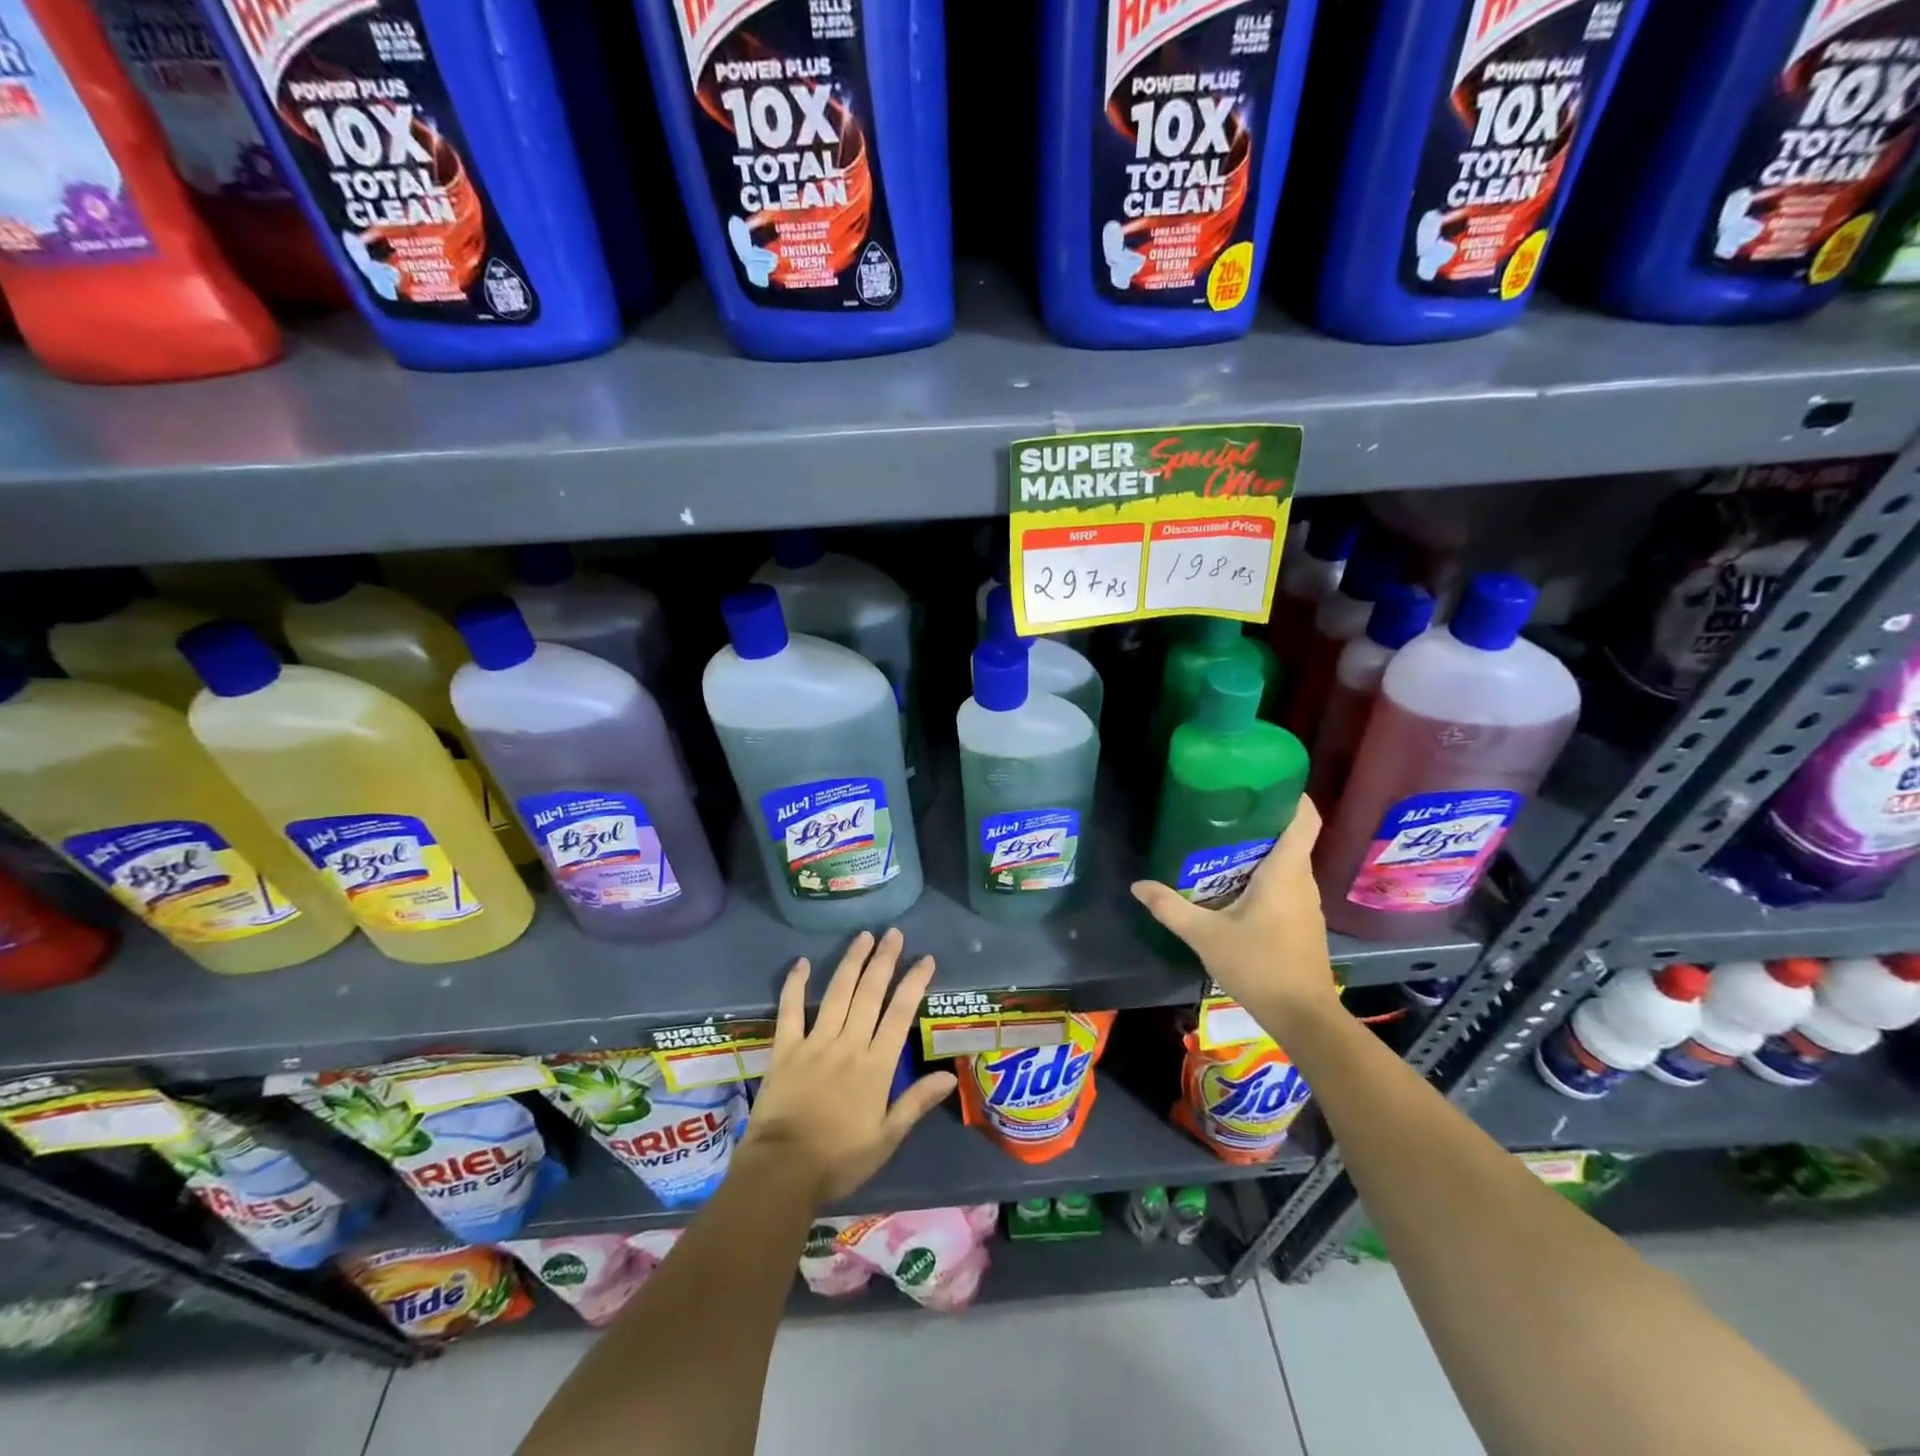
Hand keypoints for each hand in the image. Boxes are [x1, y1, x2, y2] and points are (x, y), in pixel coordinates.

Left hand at [742, 928, 957, 1206]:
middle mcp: (848, 1044)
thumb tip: (949, 1077)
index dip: (914, 983)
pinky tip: (802, 962)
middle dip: (884, 960)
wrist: (782, 1171)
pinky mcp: (785, 1049)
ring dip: (851, 962)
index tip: (925, 959)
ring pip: (837, 993)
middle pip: (870, 994)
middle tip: (893, 933)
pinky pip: (790, 1010)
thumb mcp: (886, 1138)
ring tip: (863, 936)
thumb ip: (915, 1103)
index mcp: (876, 1066)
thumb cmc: (839, 1159)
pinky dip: (795, 985)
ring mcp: (814, 1043)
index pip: (900, 1014)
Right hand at [1130, 797, 1339, 1037]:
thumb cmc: (1259, 966)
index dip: (1291, 794)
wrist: (1302, 1016)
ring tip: (1221, 841)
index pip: (1305, 818)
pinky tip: (1234, 883)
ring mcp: (1306, 902)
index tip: (1264, 780)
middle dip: (1262, 819)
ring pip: (1288, 861)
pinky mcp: (1303, 920)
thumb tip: (1137, 886)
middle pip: (1292, 835)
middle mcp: (1302, 880)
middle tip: (1223, 809)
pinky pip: (1286, 882)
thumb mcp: (1205, 936)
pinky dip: (1265, 873)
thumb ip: (1171, 908)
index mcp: (1285, 872)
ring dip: (1261, 848)